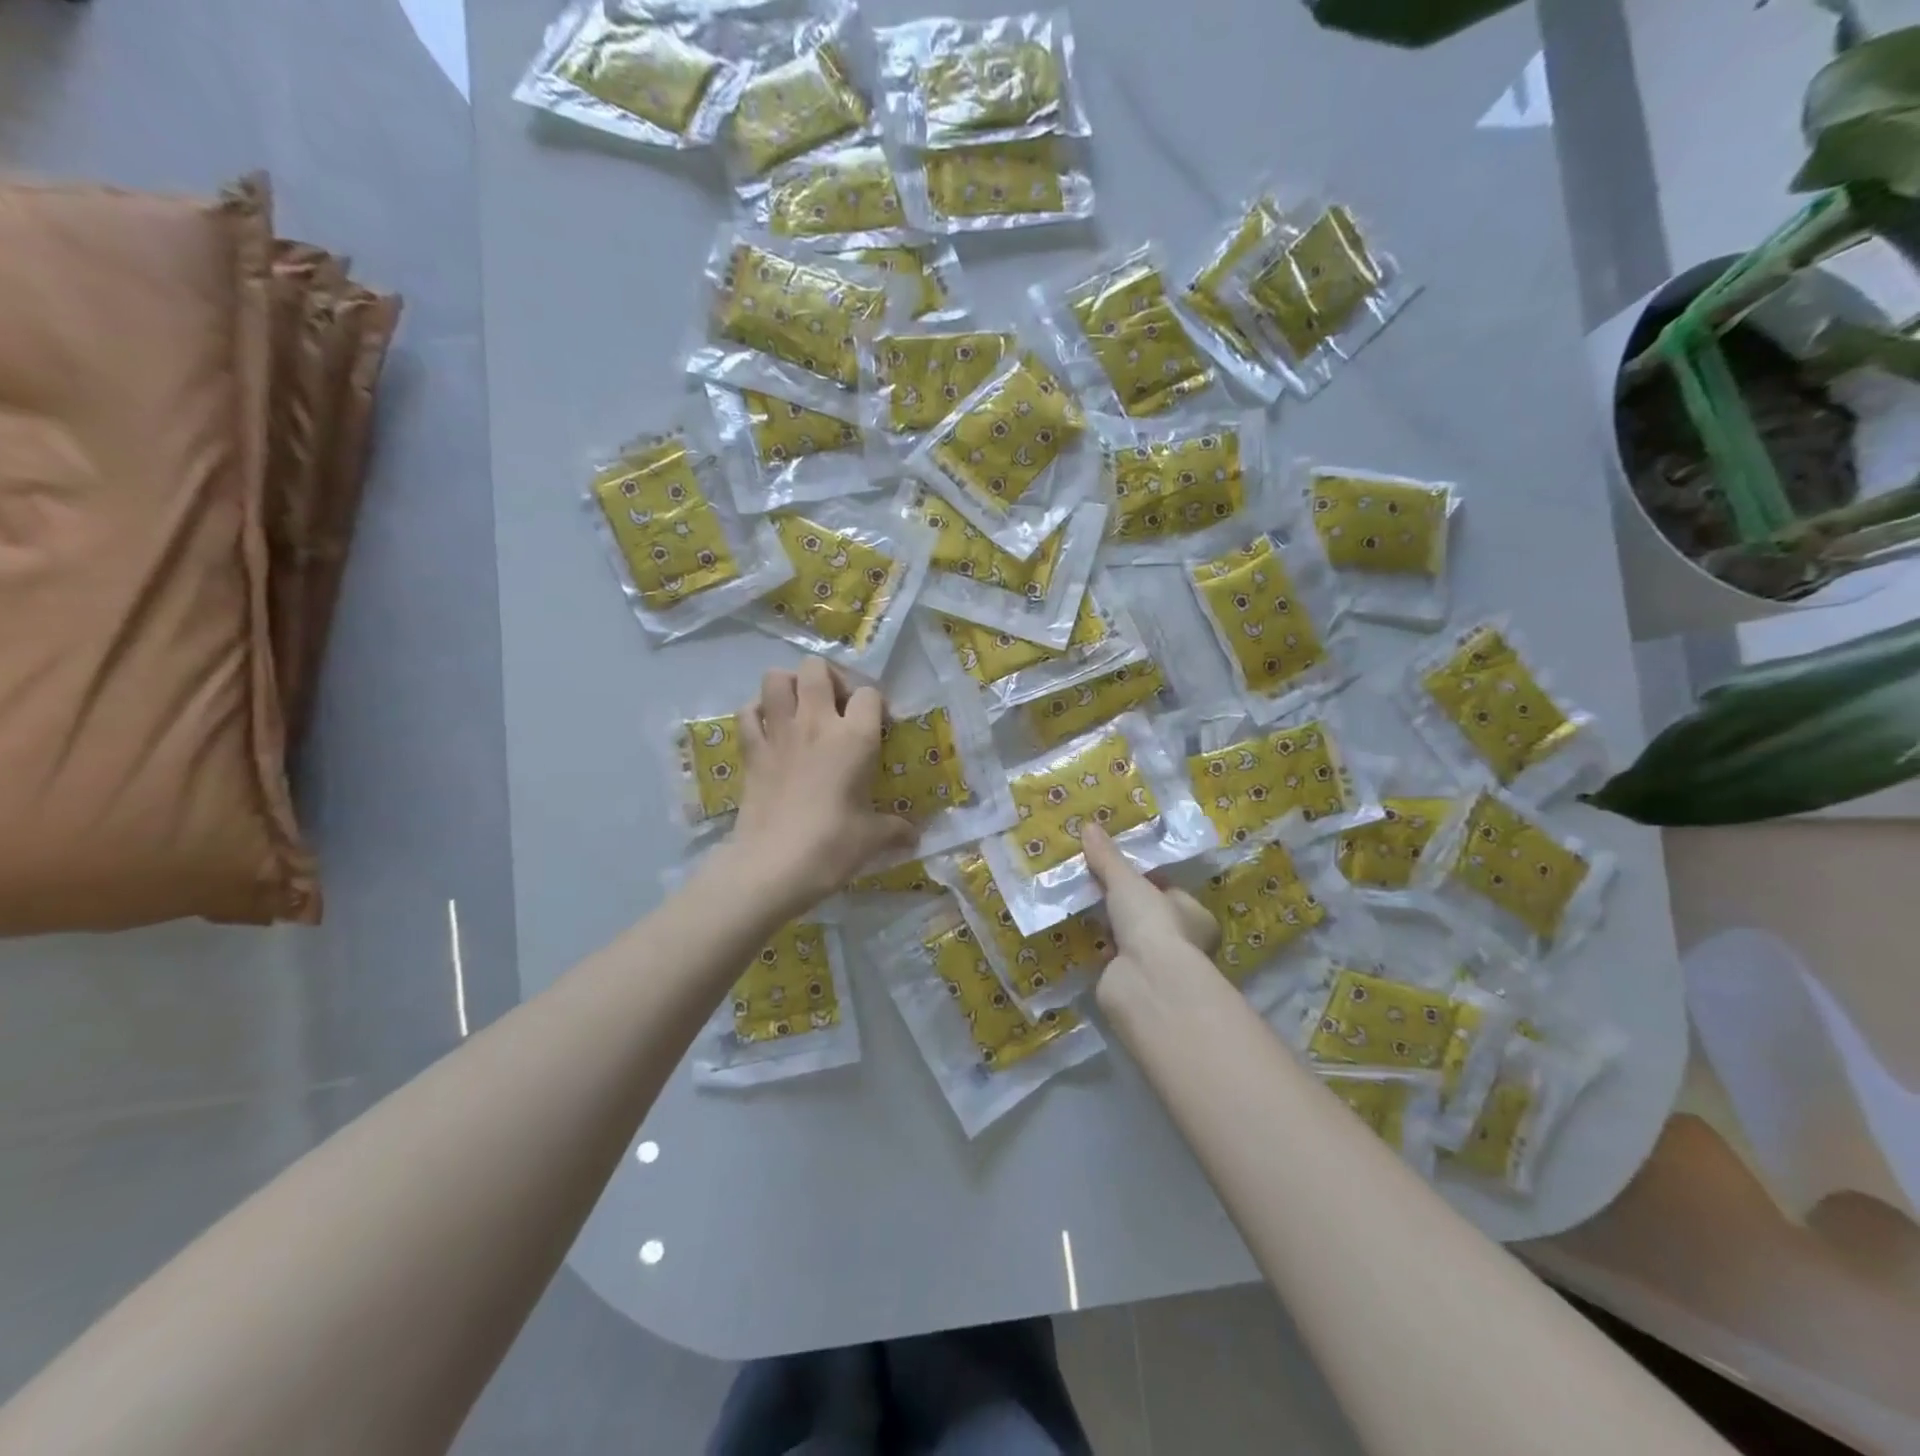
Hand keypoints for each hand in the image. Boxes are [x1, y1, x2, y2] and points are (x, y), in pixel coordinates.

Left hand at [724, 657, 918, 918]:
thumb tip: (915, 837)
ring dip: (790, 685)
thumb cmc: (832, 846)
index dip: (875, 705)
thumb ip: (896, 830)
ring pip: (776, 678)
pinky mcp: (751, 751)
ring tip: (801, 709)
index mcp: (854, 737)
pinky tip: (770, 729)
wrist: (773, 866)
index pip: (870, 693)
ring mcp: (778, 733)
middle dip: (829, 678)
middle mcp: (816, 723)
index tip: (877, 728)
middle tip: (837, 707)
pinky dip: (758, 712)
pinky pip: (748, 712)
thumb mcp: (873, 838)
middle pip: (816, 668)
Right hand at [1081, 822, 1218, 992]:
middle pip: (1149, 916)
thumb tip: (1088, 826)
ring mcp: (1160, 967)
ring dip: (1111, 929)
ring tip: (1083, 907)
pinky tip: (1082, 938)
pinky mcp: (1136, 985)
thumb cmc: (1152, 923)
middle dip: (1124, 906)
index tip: (1117, 869)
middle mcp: (1185, 943)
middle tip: (1094, 886)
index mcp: (1196, 916)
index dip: (1145, 880)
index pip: (1170, 892)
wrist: (1146, 982)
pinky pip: (1115, 961)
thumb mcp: (1126, 881)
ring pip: (1131, 939)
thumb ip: (1108, 857)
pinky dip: (1100, 951)